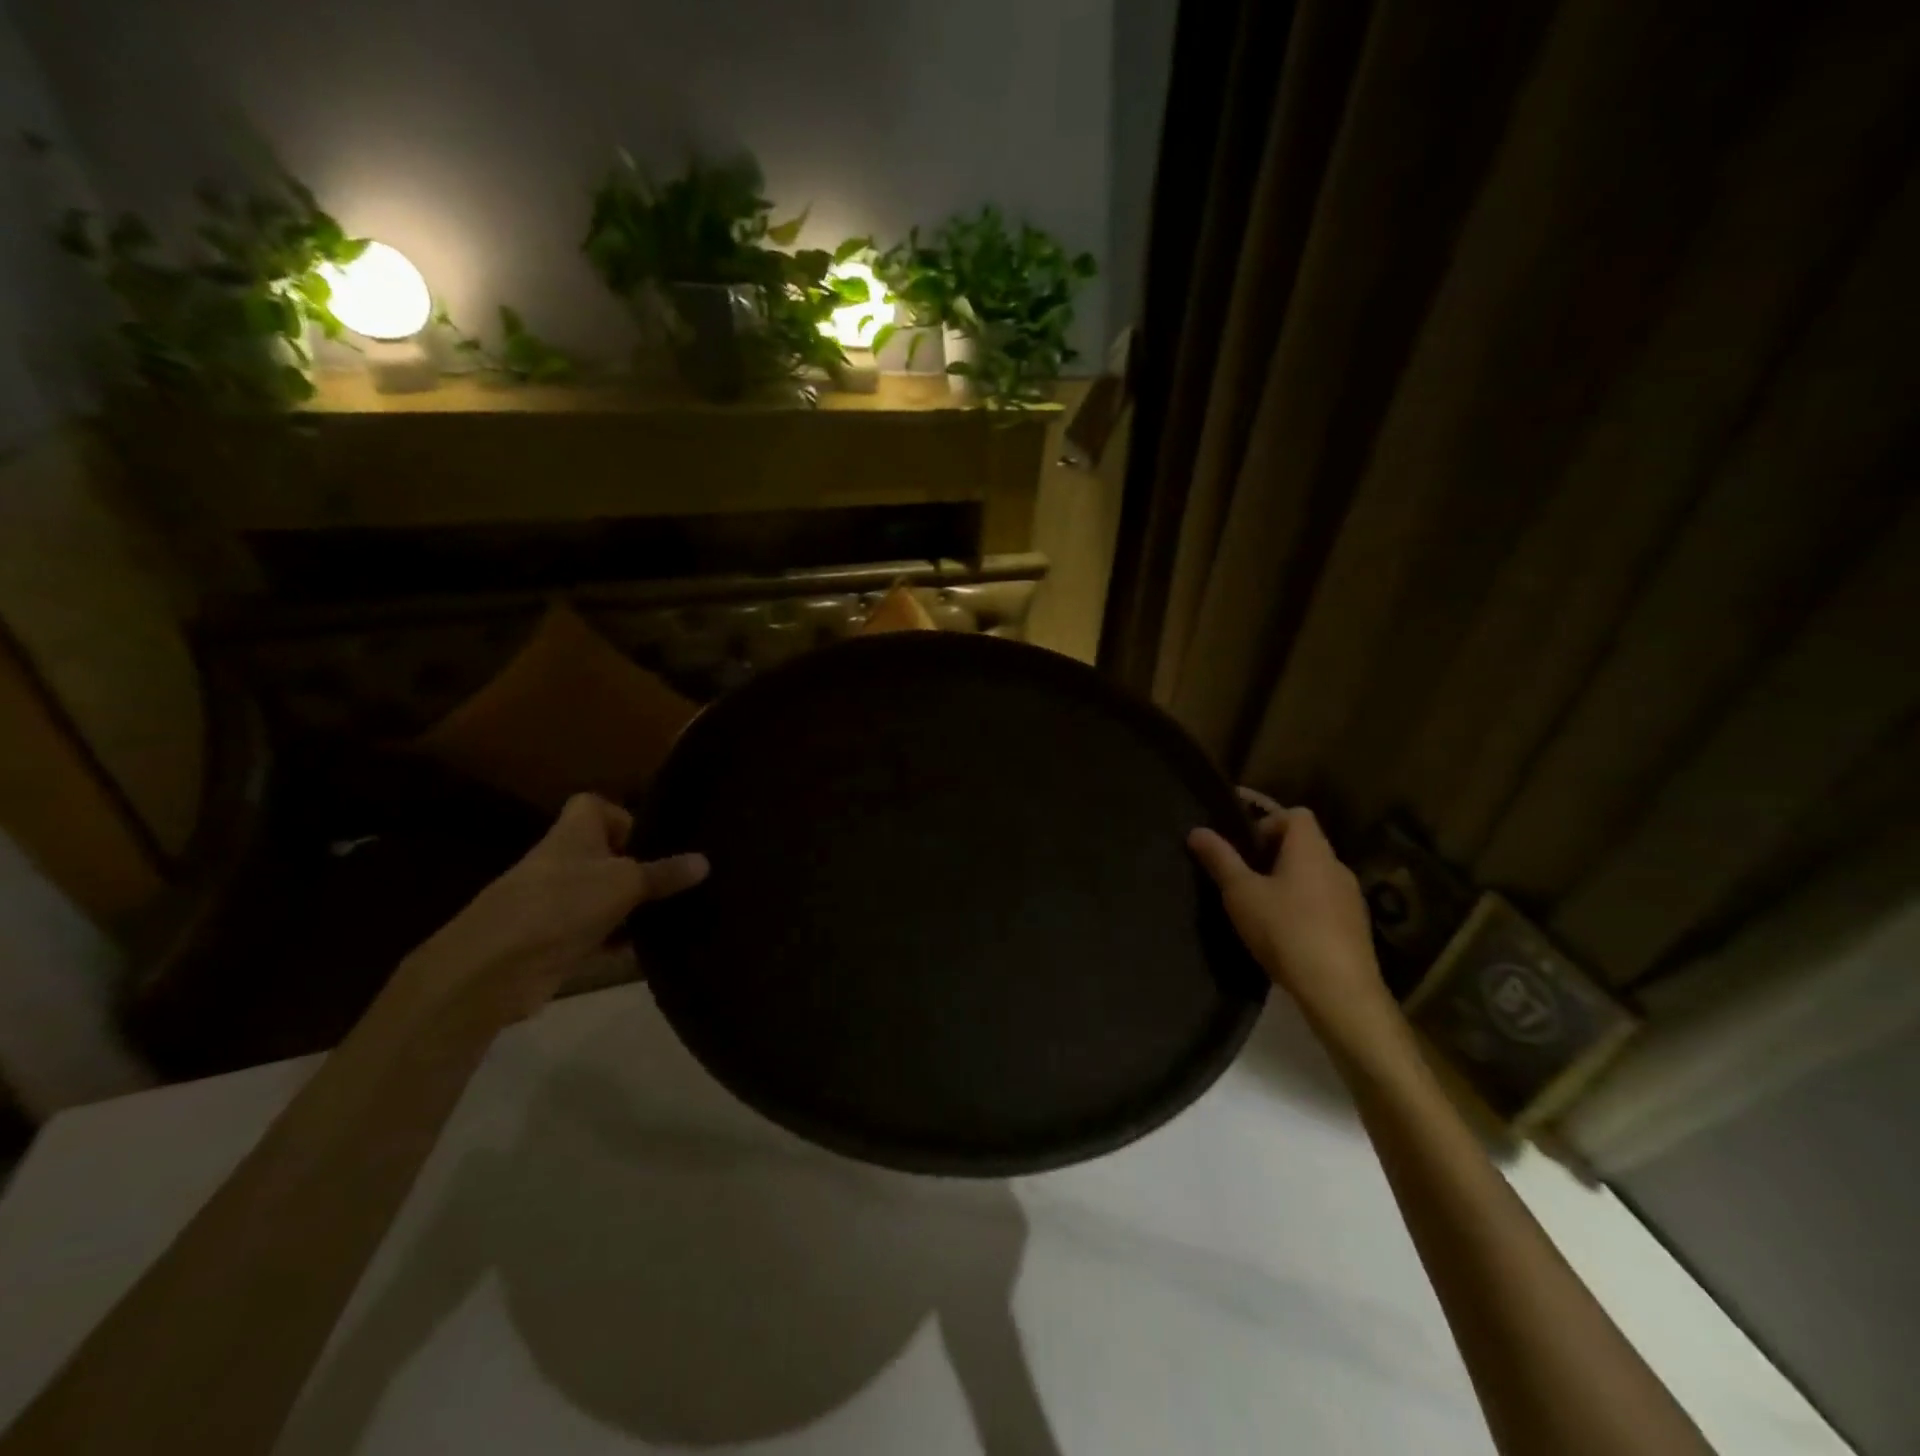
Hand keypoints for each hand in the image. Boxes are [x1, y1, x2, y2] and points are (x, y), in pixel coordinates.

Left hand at [396, 793, 708, 1026]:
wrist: (494, 968)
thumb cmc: (562, 904)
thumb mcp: (625, 883)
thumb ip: (665, 873)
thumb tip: (704, 861)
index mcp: (573, 834)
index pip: (594, 806)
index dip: (623, 816)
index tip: (655, 839)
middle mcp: (564, 862)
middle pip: (607, 854)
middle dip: (642, 867)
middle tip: (683, 879)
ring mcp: (558, 904)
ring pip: (606, 897)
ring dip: (635, 907)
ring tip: (680, 912)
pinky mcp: (557, 942)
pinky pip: (600, 934)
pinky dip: (622, 940)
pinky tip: (655, 948)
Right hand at [1188, 790, 1397, 1046]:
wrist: (1340, 991)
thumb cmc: (1286, 931)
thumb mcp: (1241, 893)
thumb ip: (1220, 859)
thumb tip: (1197, 830)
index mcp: (1310, 849)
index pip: (1295, 813)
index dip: (1266, 819)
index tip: (1242, 842)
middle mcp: (1335, 865)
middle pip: (1303, 842)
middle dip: (1271, 851)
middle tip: (1241, 872)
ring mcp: (1350, 897)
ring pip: (1313, 873)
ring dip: (1287, 879)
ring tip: (1257, 902)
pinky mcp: (1354, 926)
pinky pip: (1323, 900)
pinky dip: (1302, 903)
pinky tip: (1282, 930)